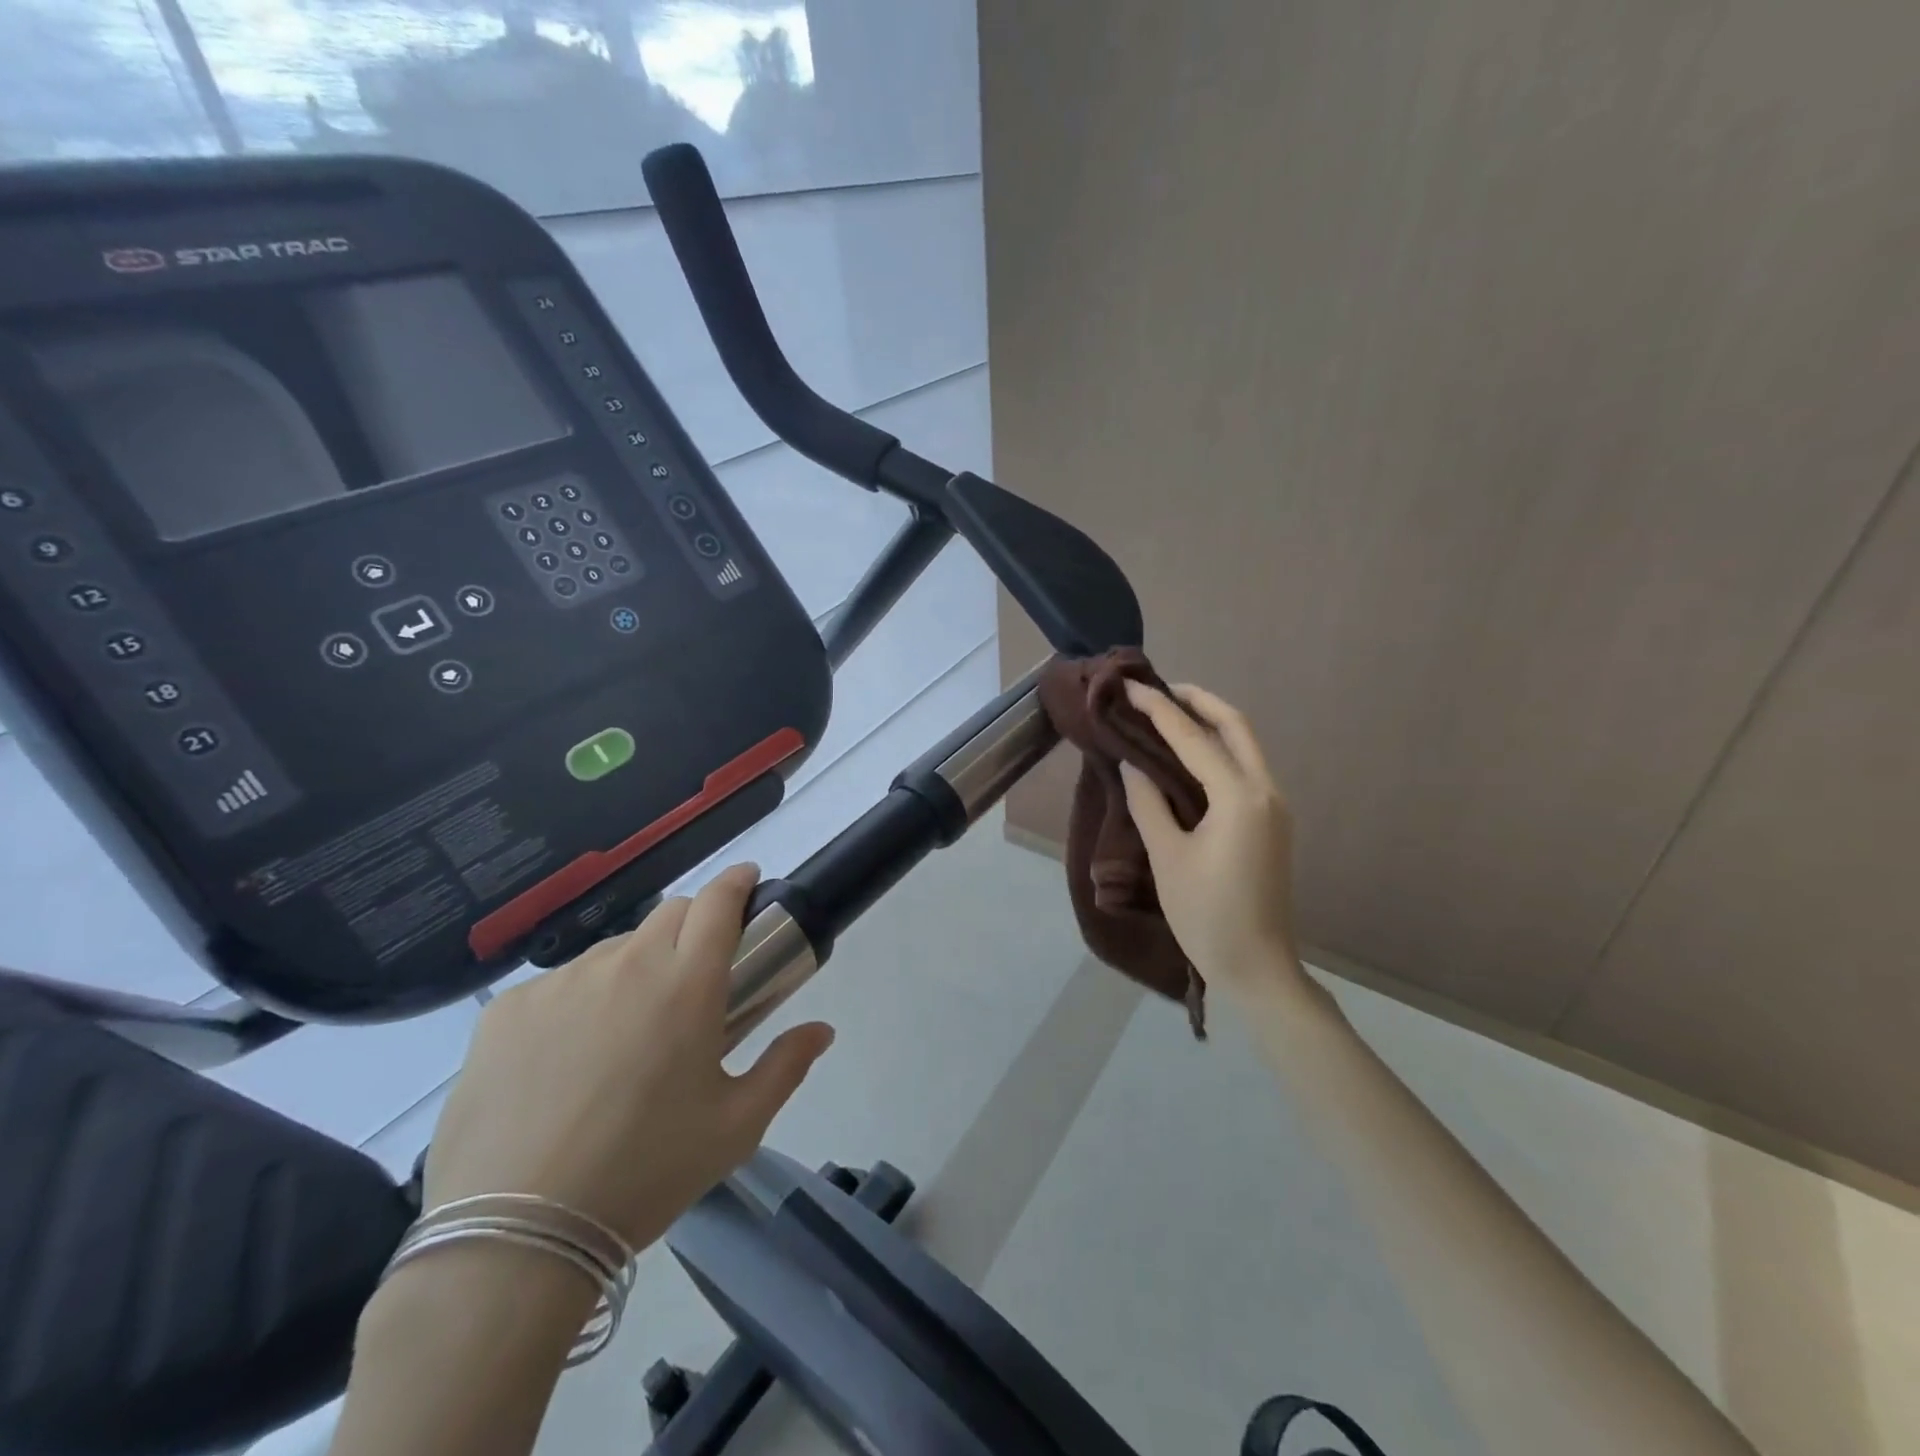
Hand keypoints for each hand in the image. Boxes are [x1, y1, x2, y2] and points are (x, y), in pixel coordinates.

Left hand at [422, 863, 834, 1252]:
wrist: (514, 1239)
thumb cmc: (645, 1174)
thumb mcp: (735, 1127)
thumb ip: (786, 1066)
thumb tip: (822, 1030)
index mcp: (687, 983)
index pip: (717, 901)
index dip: (736, 882)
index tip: (746, 882)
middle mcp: (626, 964)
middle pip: (669, 914)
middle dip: (692, 927)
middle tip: (694, 978)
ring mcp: (560, 982)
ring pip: (613, 951)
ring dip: (635, 969)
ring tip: (626, 1033)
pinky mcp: (506, 1009)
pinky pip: (557, 986)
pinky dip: (577, 1003)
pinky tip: (565, 1061)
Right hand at [1120, 682, 1308, 1003]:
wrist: (1257, 967)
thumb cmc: (1205, 914)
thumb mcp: (1168, 857)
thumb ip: (1148, 803)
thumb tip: (1132, 764)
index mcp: (1239, 797)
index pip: (1192, 737)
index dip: (1157, 709)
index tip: (1129, 686)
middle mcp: (1265, 791)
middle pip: (1235, 726)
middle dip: (1197, 700)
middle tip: (1158, 689)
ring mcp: (1274, 806)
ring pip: (1245, 744)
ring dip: (1210, 722)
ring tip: (1168, 713)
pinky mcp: (1272, 821)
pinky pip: (1245, 768)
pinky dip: (1218, 749)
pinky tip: (1190, 754)